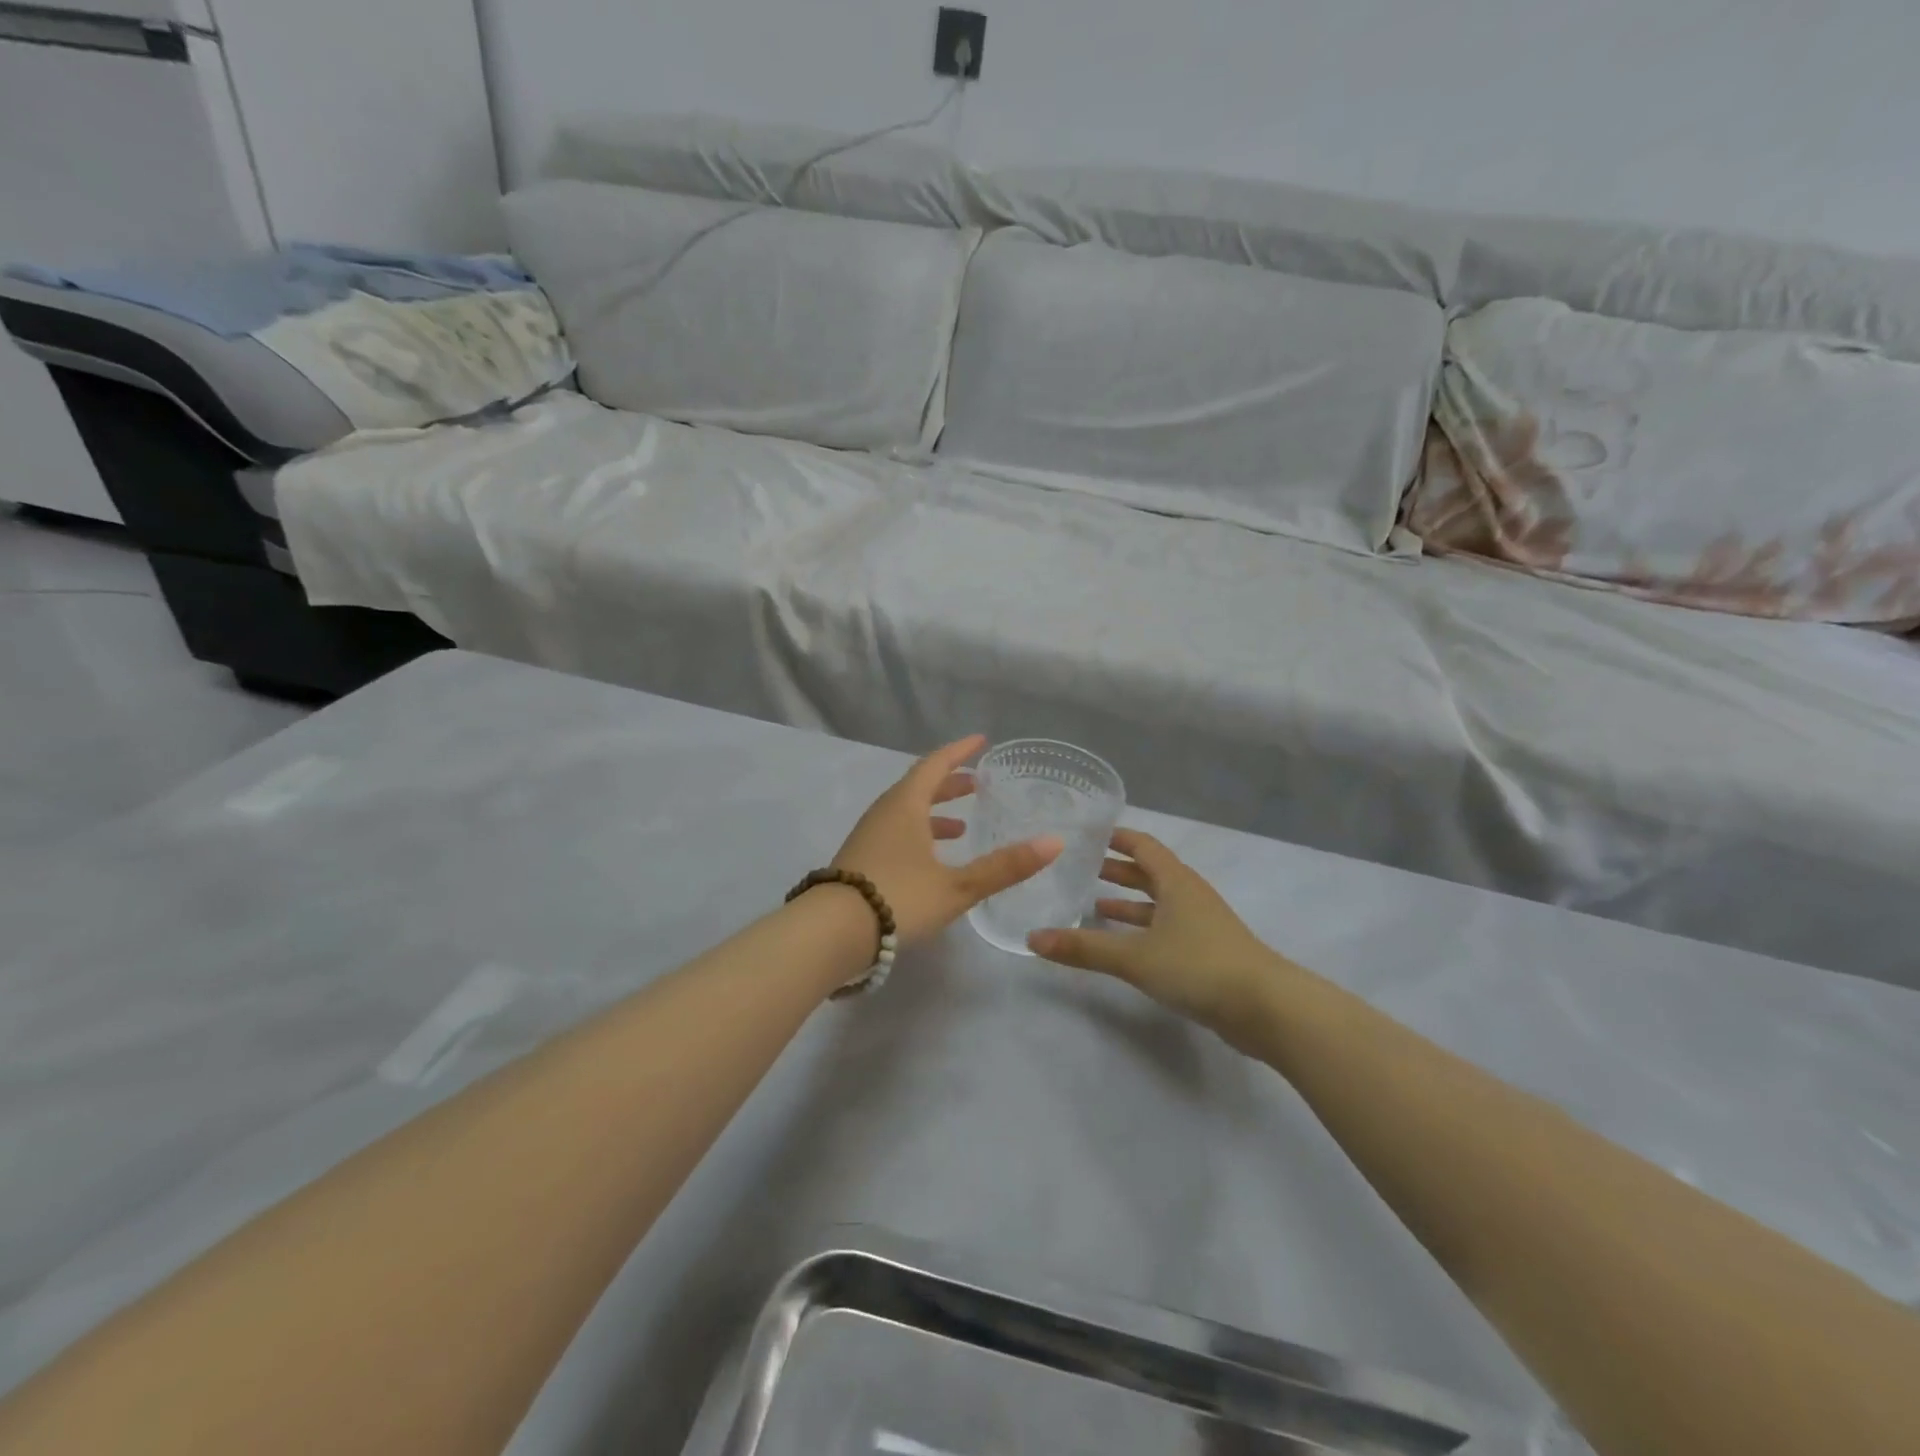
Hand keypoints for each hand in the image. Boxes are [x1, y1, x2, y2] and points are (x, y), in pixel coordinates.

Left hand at [833, 735, 1061, 946]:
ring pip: (906, 812)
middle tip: (977, 784)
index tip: (981, 741)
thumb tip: (1054, 842)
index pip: (935, 764)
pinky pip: (896, 833)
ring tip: (962, 826)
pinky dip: (919, 835)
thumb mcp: (957, 886)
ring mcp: (868, 836)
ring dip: (934, 813)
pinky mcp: (860, 860)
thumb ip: (1004, 866)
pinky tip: (931, 861)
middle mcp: (885, 813)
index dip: (959, 751)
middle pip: (919, 786)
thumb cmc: (898, 898)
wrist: (831, 933)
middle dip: (950, 783)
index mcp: (906, 805)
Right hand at [1028, 829, 1291, 1051]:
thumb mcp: (1135, 956)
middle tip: (1080, 869)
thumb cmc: (1199, 966)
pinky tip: (1123, 946)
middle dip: (1116, 870)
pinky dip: (1142, 930)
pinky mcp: (1207, 953)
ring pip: (1158, 904)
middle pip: (1149, 872)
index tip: (1085, 834)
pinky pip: (1166, 929)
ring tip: (1092, 906)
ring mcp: (1201, 925)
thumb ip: (1084, 948)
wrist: (1266, 1008)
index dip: (1115, 837)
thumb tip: (1032, 939)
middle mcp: (1189, 895)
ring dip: (1128, 903)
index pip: (1142, 845)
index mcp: (1176, 882)